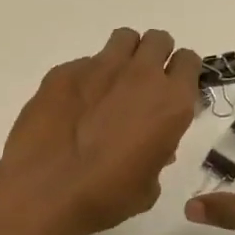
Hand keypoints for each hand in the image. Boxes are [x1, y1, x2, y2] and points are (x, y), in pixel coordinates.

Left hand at [0, 28, 202, 234]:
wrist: (45, 190)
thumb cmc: (106, 196)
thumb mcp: (148, 186)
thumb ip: (158, 155)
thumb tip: (153, 147)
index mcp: (170, 102)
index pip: (188, 61)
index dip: (181, 73)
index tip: (171, 88)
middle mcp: (140, 75)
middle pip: (158, 40)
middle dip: (154, 56)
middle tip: (141, 84)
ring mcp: (99, 67)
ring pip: (123, 39)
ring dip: (123, 56)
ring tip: (110, 84)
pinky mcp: (64, 71)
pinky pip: (83, 63)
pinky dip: (84, 79)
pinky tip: (71, 107)